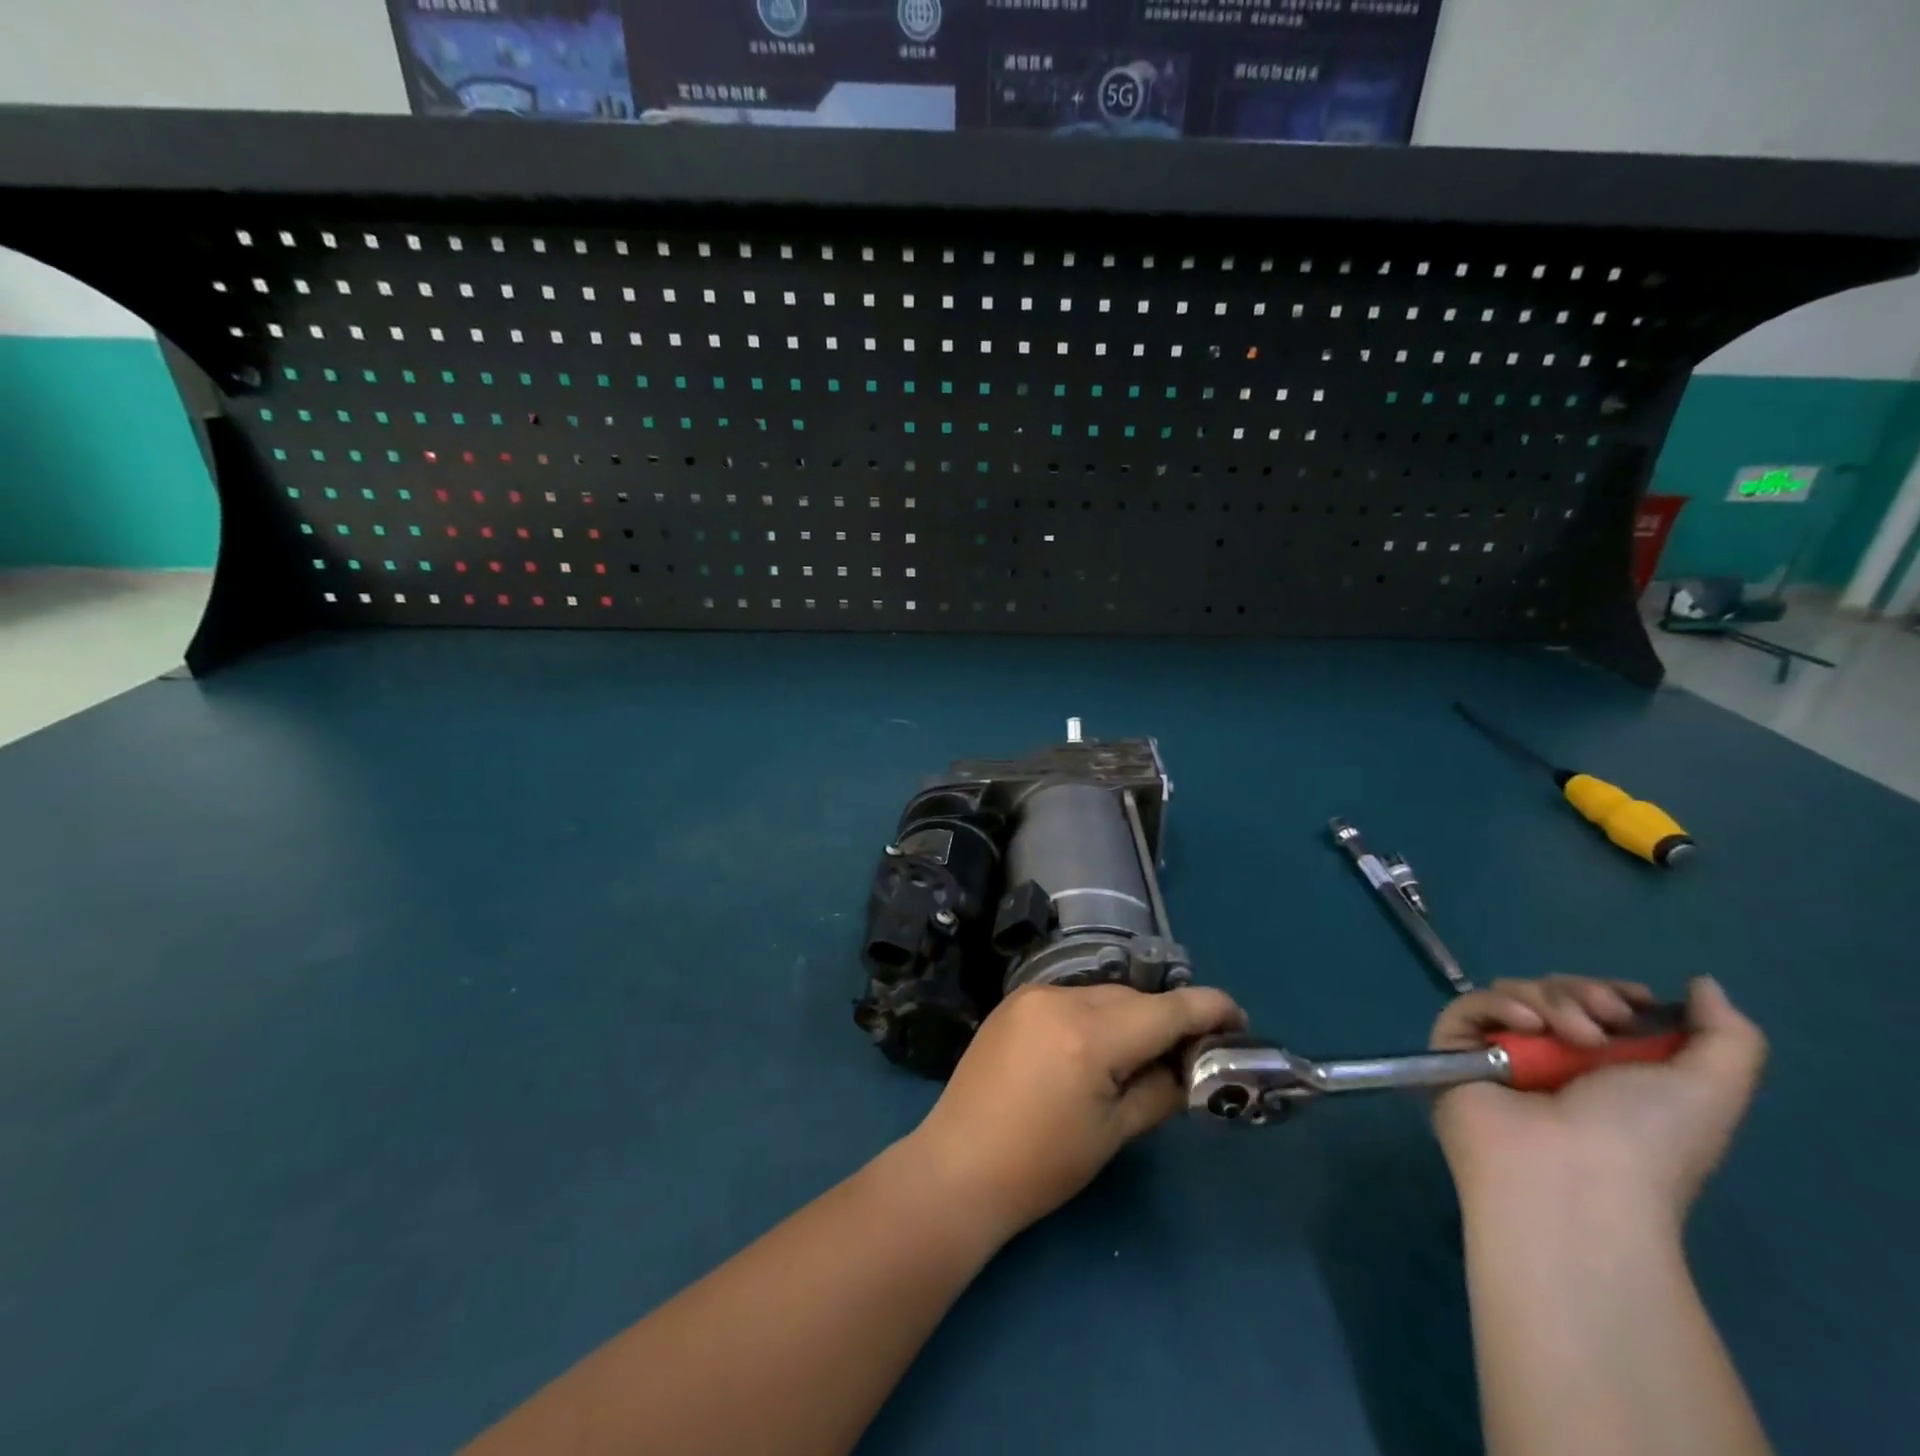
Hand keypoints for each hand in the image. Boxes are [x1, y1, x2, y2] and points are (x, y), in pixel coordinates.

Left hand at [907, 984, 1244, 1242]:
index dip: (1209, 1009)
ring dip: (1129, 1016)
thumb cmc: (1041, 1164)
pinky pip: (1071, 998)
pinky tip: (1096, 1047)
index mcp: (1089, 1035)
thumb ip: (1160, 1090)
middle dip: (1166, 1020)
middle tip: (1190, 1053)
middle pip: (1133, 999)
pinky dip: (1094, 1015)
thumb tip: (1190, 1067)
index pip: (1165, 1010)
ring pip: (1102, 995)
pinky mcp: (1013, 1002)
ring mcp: (1031, 995)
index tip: (1239, 1018)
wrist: (959, 1165)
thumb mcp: (1114, 1133)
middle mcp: (1060, 998)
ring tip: (1142, 1054)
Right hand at [1431, 975, 1766, 1230]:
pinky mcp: (1453, 1050)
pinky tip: (1527, 1027)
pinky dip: (1500, 1005)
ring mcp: (1499, 1053)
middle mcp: (1550, 1057)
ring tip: (1571, 1037)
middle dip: (1581, 993)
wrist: (1573, 1178)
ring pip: (1512, 992)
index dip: (1613, 992)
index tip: (1631, 1004)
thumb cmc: (1645, 1140)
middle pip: (1553, 991)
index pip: (1594, 1005)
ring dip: (1548, 1000)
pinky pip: (1469, 1006)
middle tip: (1602, 1025)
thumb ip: (1728, 1035)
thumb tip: (1701, 983)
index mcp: (1604, 1068)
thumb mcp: (1712, 1091)